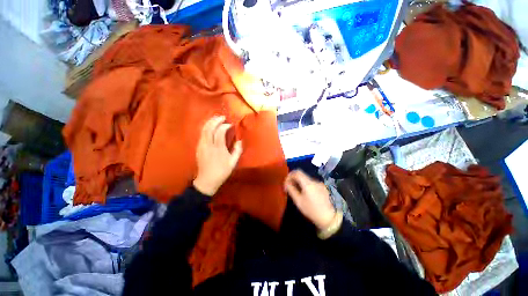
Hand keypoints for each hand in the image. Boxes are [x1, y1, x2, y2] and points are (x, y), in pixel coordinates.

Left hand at [193, 116, 242, 195]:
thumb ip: (237, 151)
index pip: (220, 132)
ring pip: (203, 130)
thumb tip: (239, 141)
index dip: (225, 126)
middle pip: (209, 128)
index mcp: (218, 149)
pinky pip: (201, 134)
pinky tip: (210, 127)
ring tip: (216, 119)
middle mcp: (208, 145)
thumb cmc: (222, 172)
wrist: (207, 180)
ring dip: (209, 122)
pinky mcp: (198, 148)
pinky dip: (206, 128)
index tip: (230, 124)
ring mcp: (202, 146)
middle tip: (222, 117)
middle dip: (215, 120)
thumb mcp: (233, 163)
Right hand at [284, 170, 335, 229]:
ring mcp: (319, 184)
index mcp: (308, 183)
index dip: (289, 175)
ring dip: (300, 183)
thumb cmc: (312, 210)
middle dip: (294, 180)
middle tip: (289, 188)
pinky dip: (306, 186)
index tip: (286, 183)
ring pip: (306, 180)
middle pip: (301, 175)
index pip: (297, 172)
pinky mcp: (323, 188)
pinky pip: (311, 184)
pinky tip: (306, 195)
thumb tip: (287, 183)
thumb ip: (291, 190)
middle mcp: (314, 181)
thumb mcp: (298, 201)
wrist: (330, 218)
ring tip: (297, 193)